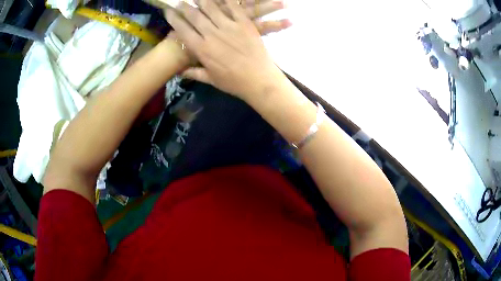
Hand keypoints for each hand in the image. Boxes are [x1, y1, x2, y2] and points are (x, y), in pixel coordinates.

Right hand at [165, 0, 287, 100]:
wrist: (259, 80)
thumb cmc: (234, 83)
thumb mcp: (211, 80)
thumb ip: (194, 73)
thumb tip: (180, 73)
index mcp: (201, 49)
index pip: (182, 30)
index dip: (173, 19)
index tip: (168, 11)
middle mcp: (212, 34)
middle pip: (194, 16)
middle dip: (185, 7)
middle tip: (180, 1)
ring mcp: (229, 27)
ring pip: (212, 8)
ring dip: (202, 0)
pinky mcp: (245, 24)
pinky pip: (234, 7)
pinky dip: (227, 0)